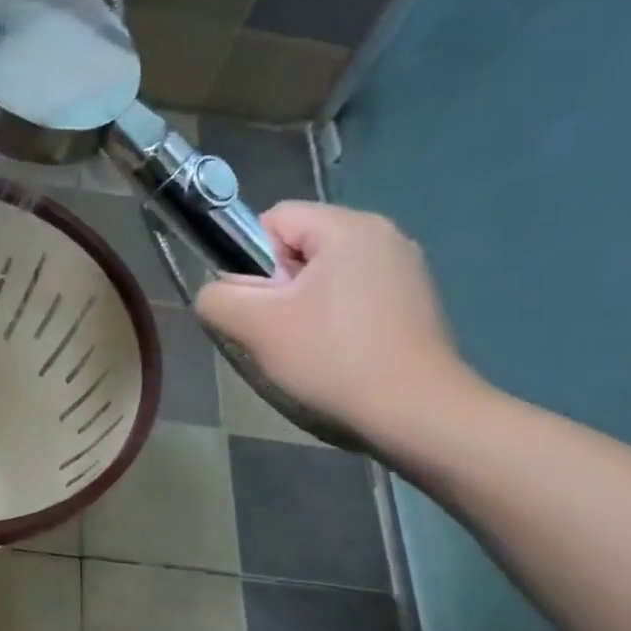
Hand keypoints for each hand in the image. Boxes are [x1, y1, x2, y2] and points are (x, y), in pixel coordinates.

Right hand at [195, 202, 475, 440]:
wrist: (414, 411)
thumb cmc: (332, 357)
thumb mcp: (255, 325)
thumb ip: (218, 298)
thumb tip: (216, 294)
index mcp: (349, 227)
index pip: (275, 219)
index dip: (250, 259)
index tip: (258, 305)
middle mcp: (384, 235)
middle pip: (300, 246)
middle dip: (277, 286)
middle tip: (276, 331)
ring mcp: (405, 269)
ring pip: (325, 275)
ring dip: (302, 306)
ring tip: (304, 347)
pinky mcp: (414, 303)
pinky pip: (353, 296)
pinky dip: (334, 319)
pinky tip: (335, 354)